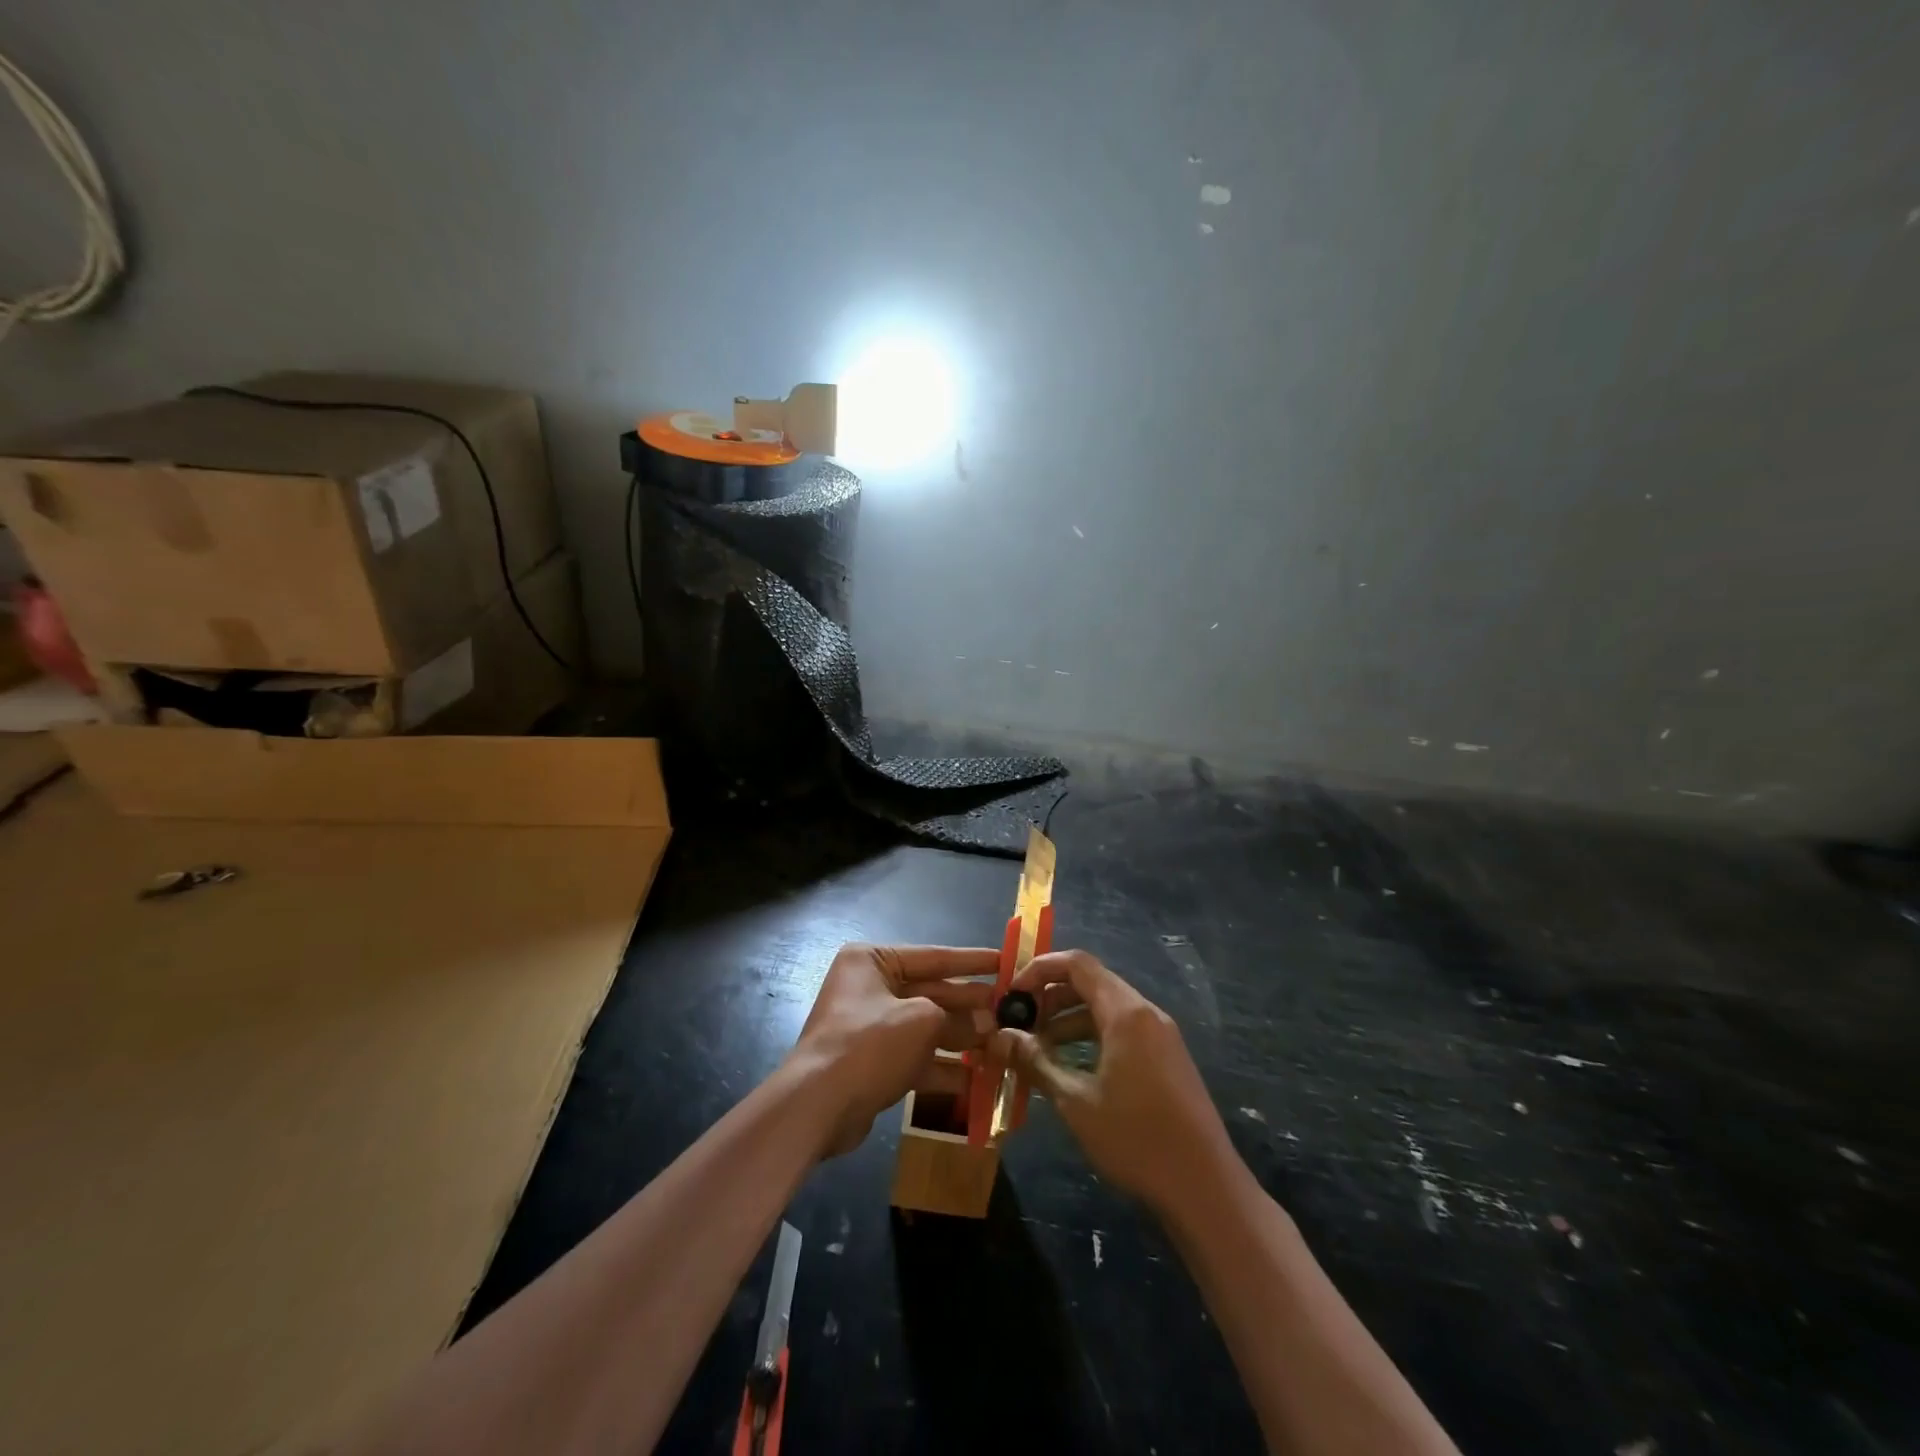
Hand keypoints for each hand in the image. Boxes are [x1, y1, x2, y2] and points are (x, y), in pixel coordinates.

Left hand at [788, 943, 997, 1157]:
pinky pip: (916, 1057)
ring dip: (961, 1038)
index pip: (933, 956)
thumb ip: (957, 1017)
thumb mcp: (922, 1020)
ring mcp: (870, 1027)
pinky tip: (977, 1080)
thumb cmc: (870, 1044)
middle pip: (931, 992)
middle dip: (969, 1005)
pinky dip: (943, 1067)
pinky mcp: (873, 1062)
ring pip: (926, 1027)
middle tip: (1010, 1011)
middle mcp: (869, 987)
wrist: (818, 1106)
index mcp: (873, 961)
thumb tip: (987, 1022)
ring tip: (1000, 1045)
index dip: (972, 961)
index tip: (1006, 961)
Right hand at [992, 950, 1234, 1215]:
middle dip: (1050, 997)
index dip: (1040, 970)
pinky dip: (1091, 1036)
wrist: (1206, 1188)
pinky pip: (1121, 1029)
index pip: (1077, 963)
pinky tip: (1070, 1067)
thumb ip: (1035, 1062)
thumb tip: (998, 1038)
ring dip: (1068, 1019)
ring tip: (1037, 1048)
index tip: (1012, 995)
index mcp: (1126, 1012)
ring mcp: (1160, 1035)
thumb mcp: (1076, 1102)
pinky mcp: (1167, 1057)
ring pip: (1106, 1008)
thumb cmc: (1136, 1139)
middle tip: (1019, 1024)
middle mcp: (1146, 1012)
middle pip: (1091, 983)